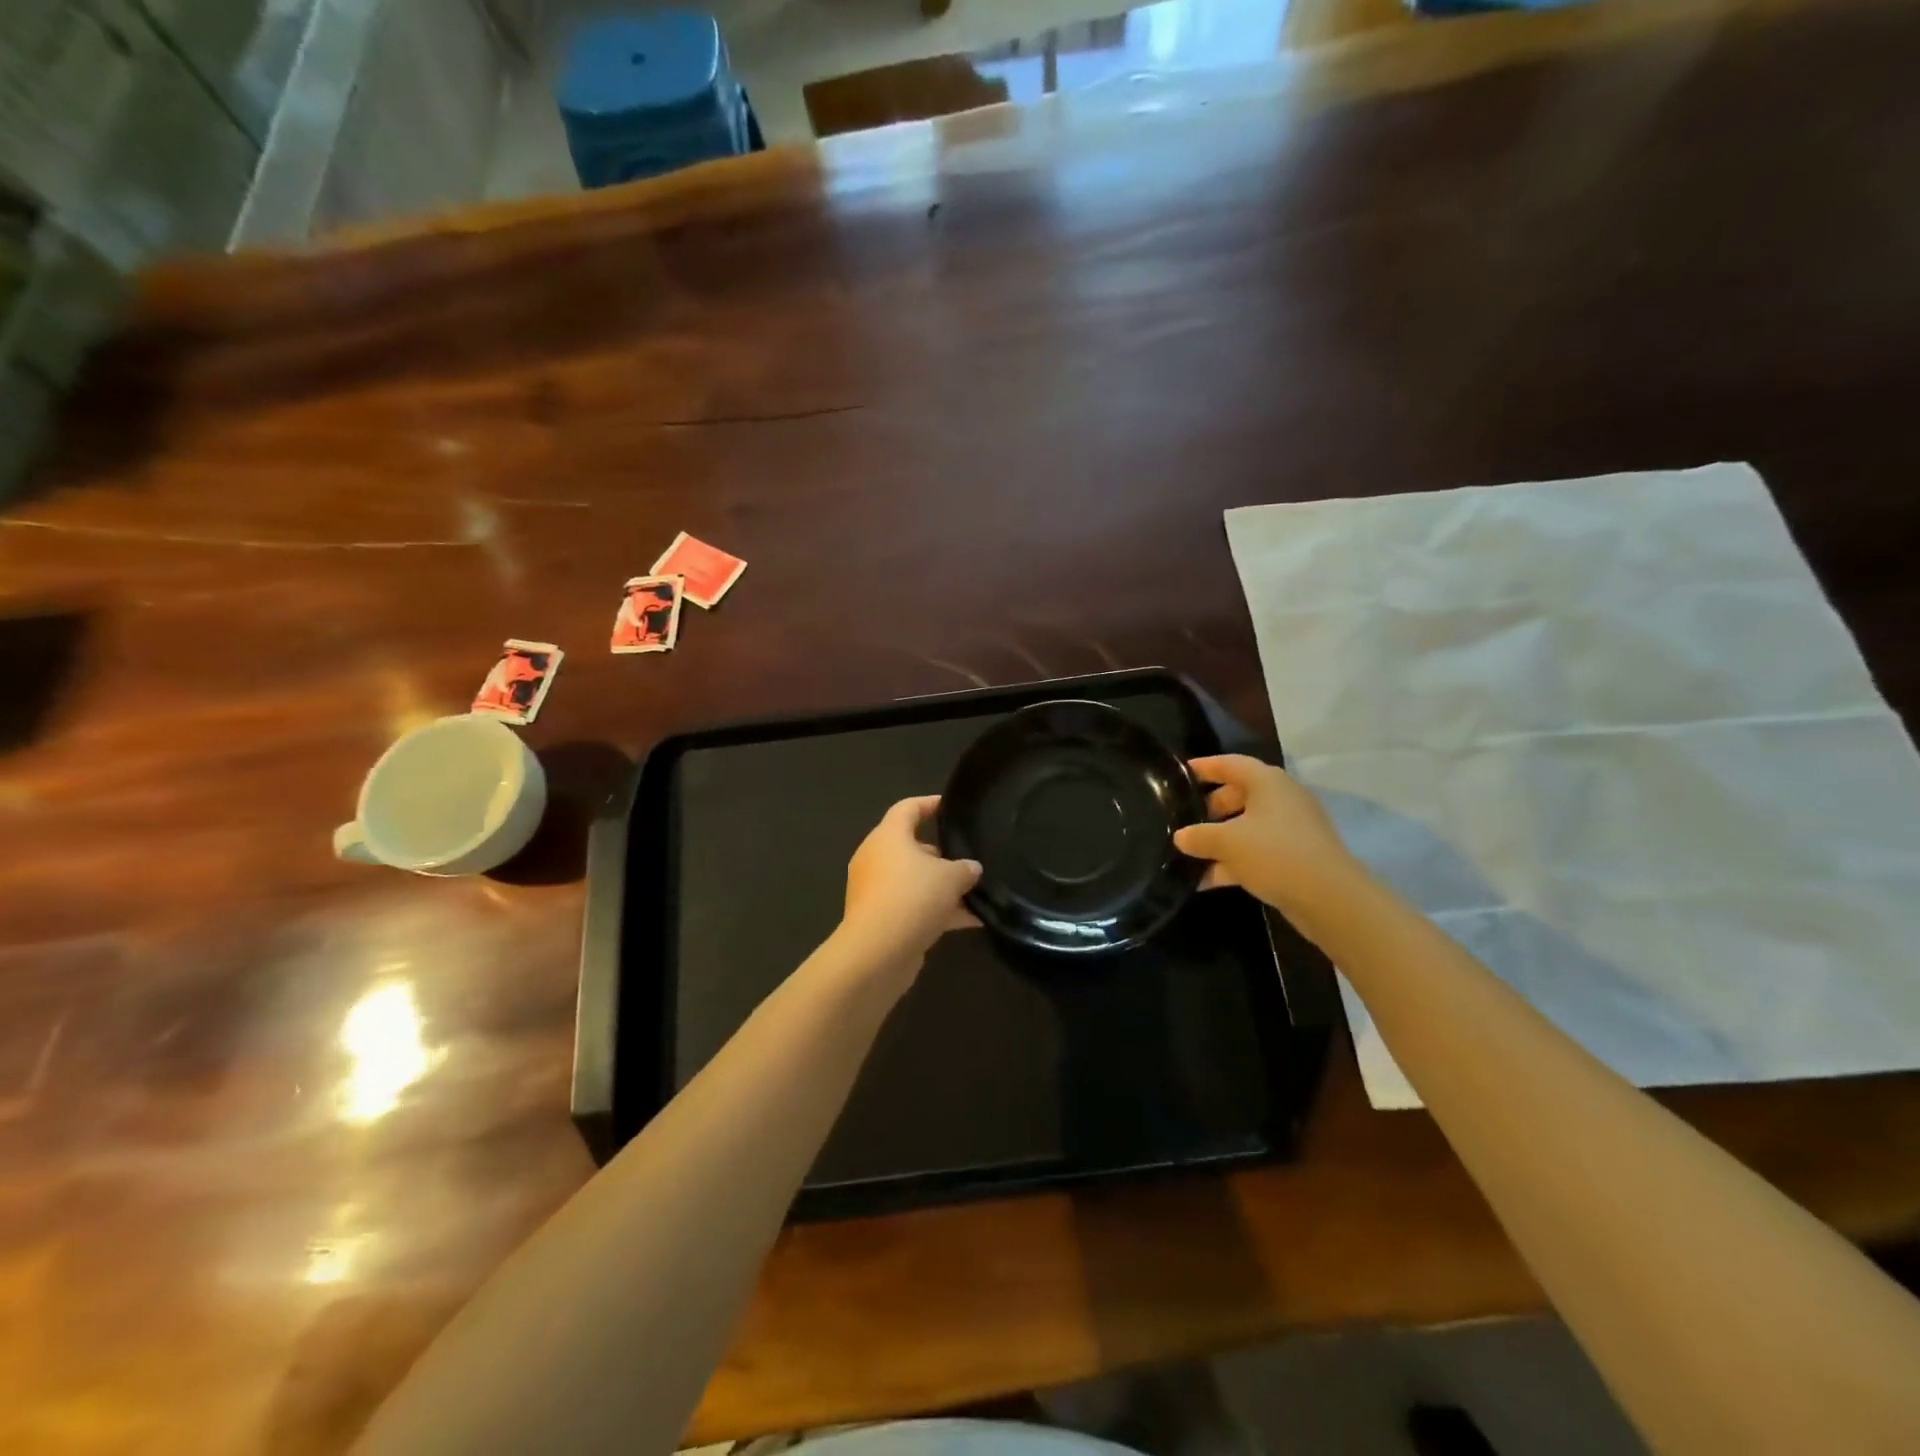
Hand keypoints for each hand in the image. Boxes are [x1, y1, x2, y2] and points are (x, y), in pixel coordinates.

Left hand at [837, 796, 981, 978]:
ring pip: (914, 881)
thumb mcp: (950, 878)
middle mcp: (876, 858)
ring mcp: (875, 890)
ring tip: (977, 894)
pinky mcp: (880, 919)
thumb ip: (965, 869)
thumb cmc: (912, 897)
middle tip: (969, 859)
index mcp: (888, 836)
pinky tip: (971, 922)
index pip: (908, 808)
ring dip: (942, 888)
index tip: (950, 807)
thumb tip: (972, 868)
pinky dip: (937, 911)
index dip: (929, 804)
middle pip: (911, 847)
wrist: (877, 952)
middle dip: (941, 855)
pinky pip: (913, 906)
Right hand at [1172, 755, 1366, 922]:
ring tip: (1187, 854)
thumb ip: (1198, 836)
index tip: (1178, 774)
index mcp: (1267, 783)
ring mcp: (1290, 830)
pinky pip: (1256, 852)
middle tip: (1182, 821)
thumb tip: (1181, 837)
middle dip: (1208, 809)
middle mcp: (1280, 800)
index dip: (1203, 767)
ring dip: (1218, 840)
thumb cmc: (1275, 854)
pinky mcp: (1294, 857)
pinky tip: (1205, 881)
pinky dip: (1232, 862)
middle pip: (1237, 795)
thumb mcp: (1227, 843)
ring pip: (1245, 827)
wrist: (1330, 899)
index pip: (1229, 764)